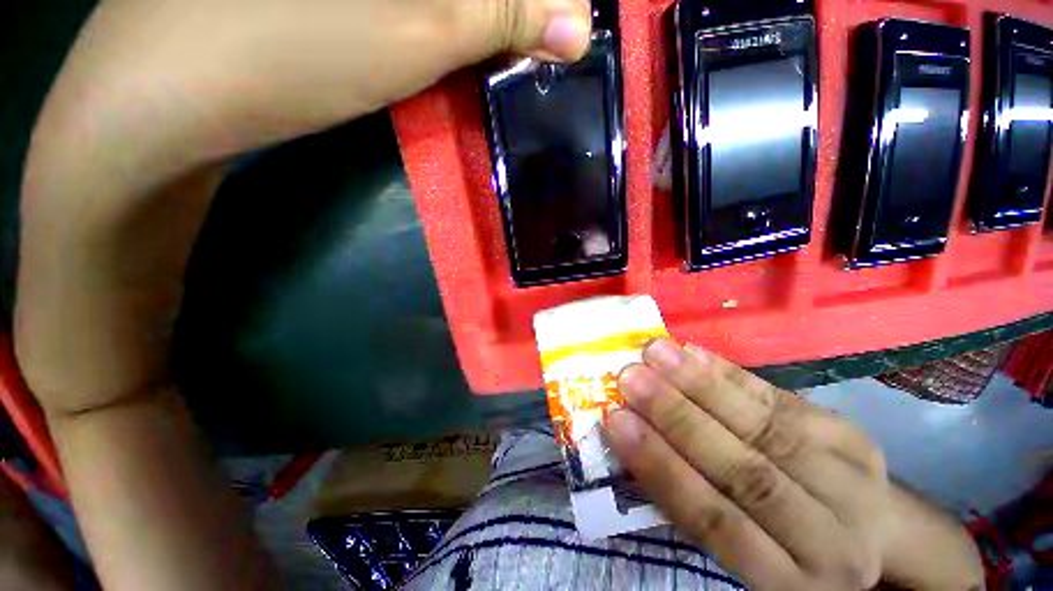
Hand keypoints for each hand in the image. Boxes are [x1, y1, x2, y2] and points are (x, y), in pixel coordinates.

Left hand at [17, 0, 591, 413]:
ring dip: (477, 9)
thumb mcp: (415, 32)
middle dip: (511, 3)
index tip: (564, 25)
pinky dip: (434, 11)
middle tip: (539, 36)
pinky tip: (440, 30)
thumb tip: (578, 25)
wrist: (160, 94)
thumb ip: (503, 14)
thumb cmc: (284, 54)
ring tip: (500, 38)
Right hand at [607, 339, 888, 589]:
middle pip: (746, 472)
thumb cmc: (776, 540)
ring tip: (656, 353)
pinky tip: (693, 353)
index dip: (662, 468)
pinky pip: (784, 399)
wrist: (862, 529)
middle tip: (631, 377)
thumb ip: (688, 502)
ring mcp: (852, 481)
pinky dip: (731, 374)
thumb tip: (632, 439)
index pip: (716, 522)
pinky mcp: (852, 436)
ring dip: (702, 385)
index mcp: (789, 582)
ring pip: (767, 428)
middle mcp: (831, 539)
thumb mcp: (736, 549)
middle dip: (677, 417)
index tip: (616, 422)